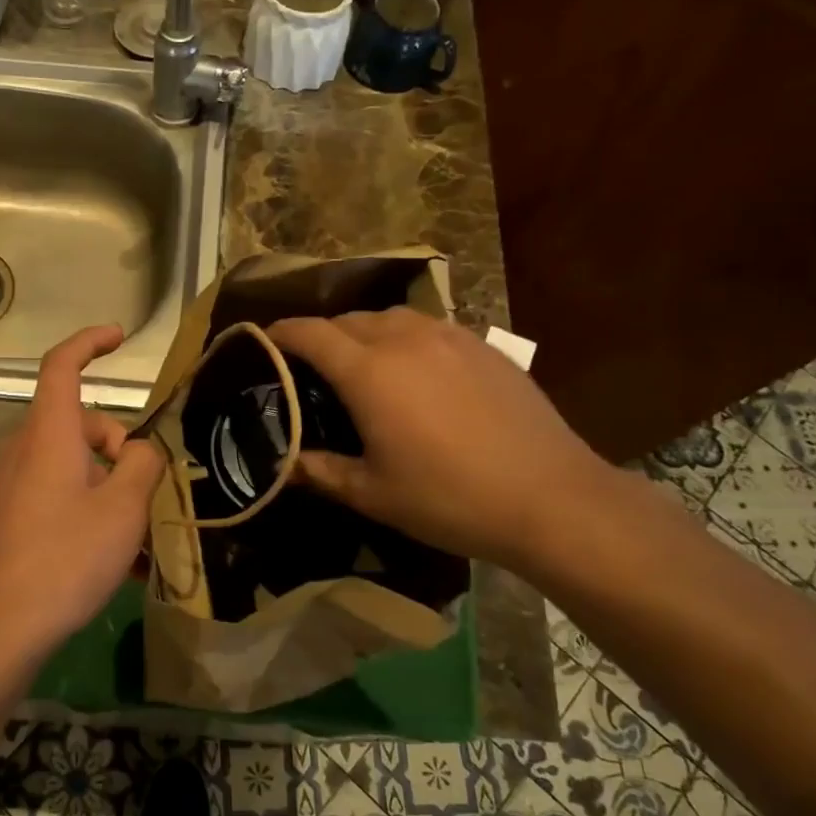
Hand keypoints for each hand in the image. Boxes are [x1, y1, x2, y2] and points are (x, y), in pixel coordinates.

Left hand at [0, 325, 162, 654]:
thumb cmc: (65, 557)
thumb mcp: (123, 508)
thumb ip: (143, 465)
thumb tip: (144, 450)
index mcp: (48, 433)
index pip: (62, 365)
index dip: (90, 342)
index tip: (119, 336)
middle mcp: (25, 449)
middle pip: (80, 422)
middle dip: (120, 445)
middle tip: (147, 491)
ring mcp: (14, 484)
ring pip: (74, 463)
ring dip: (111, 485)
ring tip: (141, 537)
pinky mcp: (12, 515)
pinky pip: (61, 494)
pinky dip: (91, 509)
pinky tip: (118, 559)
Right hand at [266, 309, 609, 568]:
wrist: (551, 498)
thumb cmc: (449, 498)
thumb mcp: (373, 493)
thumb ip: (321, 471)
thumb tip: (283, 464)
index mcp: (369, 371)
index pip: (310, 333)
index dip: (281, 333)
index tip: (263, 341)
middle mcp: (405, 339)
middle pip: (349, 319)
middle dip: (321, 335)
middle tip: (310, 366)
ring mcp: (451, 337)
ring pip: (391, 317)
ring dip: (365, 332)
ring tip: (362, 363)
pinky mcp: (485, 347)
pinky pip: (429, 328)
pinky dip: (406, 339)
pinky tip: (416, 372)